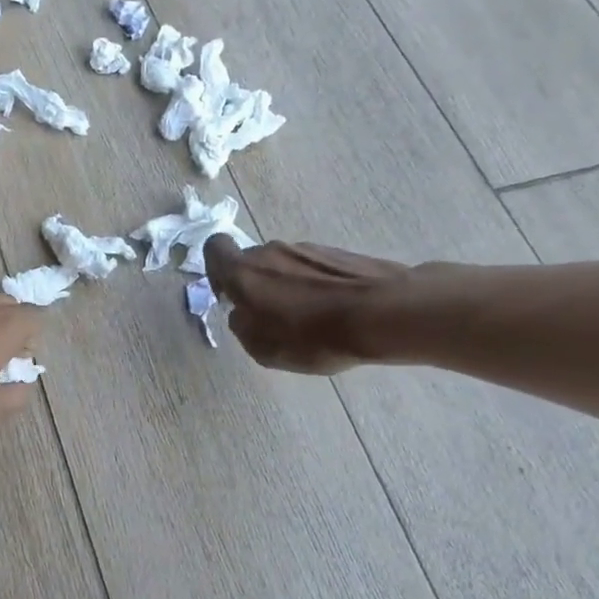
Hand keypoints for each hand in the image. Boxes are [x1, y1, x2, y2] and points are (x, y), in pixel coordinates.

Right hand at [204, 235, 410, 374]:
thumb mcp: (265, 349)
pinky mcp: (338, 253)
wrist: (384, 314)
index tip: (229, 295)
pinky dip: (314, 285)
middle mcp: (270, 251)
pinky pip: (312, 268)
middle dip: (255, 285)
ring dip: (287, 285)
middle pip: (251, 261)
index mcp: (244, 272)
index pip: (214, 249)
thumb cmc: (314, 336)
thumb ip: (243, 327)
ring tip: (308, 318)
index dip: (216, 270)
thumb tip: (242, 314)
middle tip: (271, 316)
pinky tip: (332, 311)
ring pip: (283, 265)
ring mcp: (306, 249)